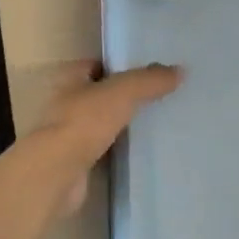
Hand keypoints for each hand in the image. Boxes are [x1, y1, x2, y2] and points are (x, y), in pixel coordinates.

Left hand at [24, 61, 180, 216]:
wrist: (57, 173)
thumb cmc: (84, 122)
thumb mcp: (123, 92)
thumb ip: (150, 80)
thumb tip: (181, 70)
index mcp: (69, 77)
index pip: (99, 64)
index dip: (122, 66)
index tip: (150, 72)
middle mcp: (65, 102)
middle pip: (102, 94)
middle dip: (125, 97)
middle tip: (160, 98)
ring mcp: (69, 133)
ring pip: (103, 123)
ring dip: (123, 125)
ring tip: (157, 124)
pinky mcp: (76, 161)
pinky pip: (104, 150)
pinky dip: (119, 150)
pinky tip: (142, 152)